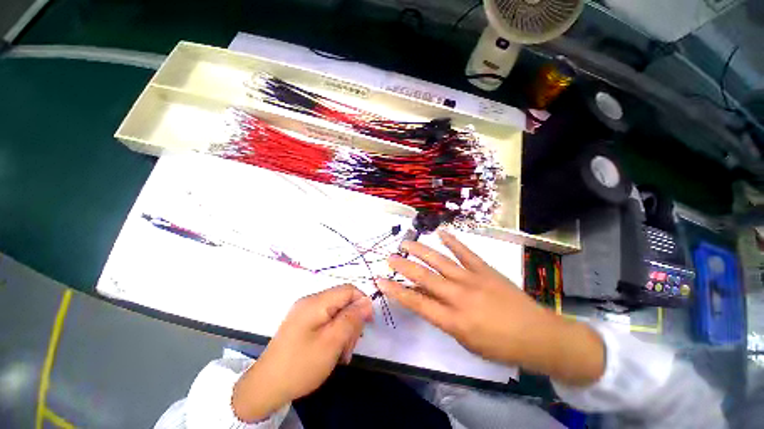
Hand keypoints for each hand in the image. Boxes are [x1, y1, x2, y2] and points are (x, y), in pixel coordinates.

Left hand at [232, 284, 372, 421]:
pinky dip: (334, 334)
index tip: (368, 324)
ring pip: (336, 313)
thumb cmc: (301, 365)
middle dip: (351, 321)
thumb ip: (351, 318)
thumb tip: (367, 301)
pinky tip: (333, 352)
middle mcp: (310, 302)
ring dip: (344, 331)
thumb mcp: (331, 342)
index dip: (362, 303)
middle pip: (342, 301)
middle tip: (350, 347)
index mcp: (316, 302)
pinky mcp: (302, 323)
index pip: (349, 290)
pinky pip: (326, 321)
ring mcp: (305, 312)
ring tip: (342, 354)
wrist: (265, 387)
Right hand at [378, 230, 603, 385]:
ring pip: (440, 261)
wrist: (538, 336)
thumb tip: (424, 296)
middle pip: (424, 277)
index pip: (417, 303)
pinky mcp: (485, 270)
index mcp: (453, 320)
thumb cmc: (499, 346)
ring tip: (406, 243)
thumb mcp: (465, 339)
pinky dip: (452, 241)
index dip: (396, 291)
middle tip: (390, 257)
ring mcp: (473, 279)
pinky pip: (465, 252)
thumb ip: (442, 316)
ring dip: (421, 251)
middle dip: (403, 266)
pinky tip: (441, 232)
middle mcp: (459, 297)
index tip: (381, 280)